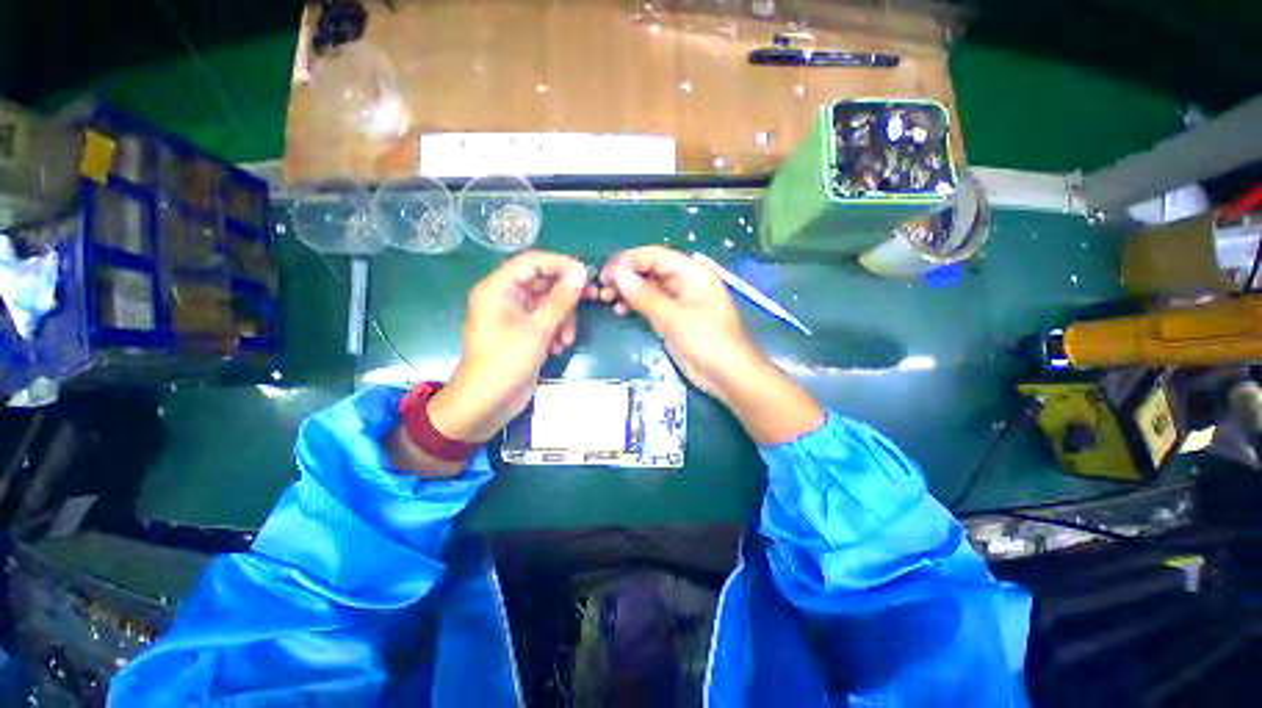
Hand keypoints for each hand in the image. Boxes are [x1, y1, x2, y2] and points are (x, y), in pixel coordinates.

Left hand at [431, 251, 588, 443]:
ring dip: (564, 318)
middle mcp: (505, 297)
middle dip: (566, 296)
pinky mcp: (524, 332)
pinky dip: (557, 330)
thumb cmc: (506, 362)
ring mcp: (515, 316)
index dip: (561, 264)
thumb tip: (582, 273)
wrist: (486, 404)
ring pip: (548, 303)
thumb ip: (561, 300)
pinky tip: (559, 348)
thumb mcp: (538, 329)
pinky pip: (546, 321)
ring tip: (566, 340)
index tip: (586, 274)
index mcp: (498, 288)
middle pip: (543, 282)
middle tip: (592, 298)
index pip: (532, 261)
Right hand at [598, 246, 823, 444]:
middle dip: (625, 277)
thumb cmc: (707, 341)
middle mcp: (686, 282)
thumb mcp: (674, 317)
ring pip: (649, 288)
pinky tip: (619, 310)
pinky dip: (636, 306)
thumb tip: (618, 273)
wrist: (728, 375)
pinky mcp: (674, 319)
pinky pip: (651, 305)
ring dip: (627, 291)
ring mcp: (680, 301)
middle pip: (650, 270)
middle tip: (601, 287)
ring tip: (605, 299)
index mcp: (692, 272)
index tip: (605, 273)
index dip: (629, 261)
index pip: (655, 256)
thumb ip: (645, 295)